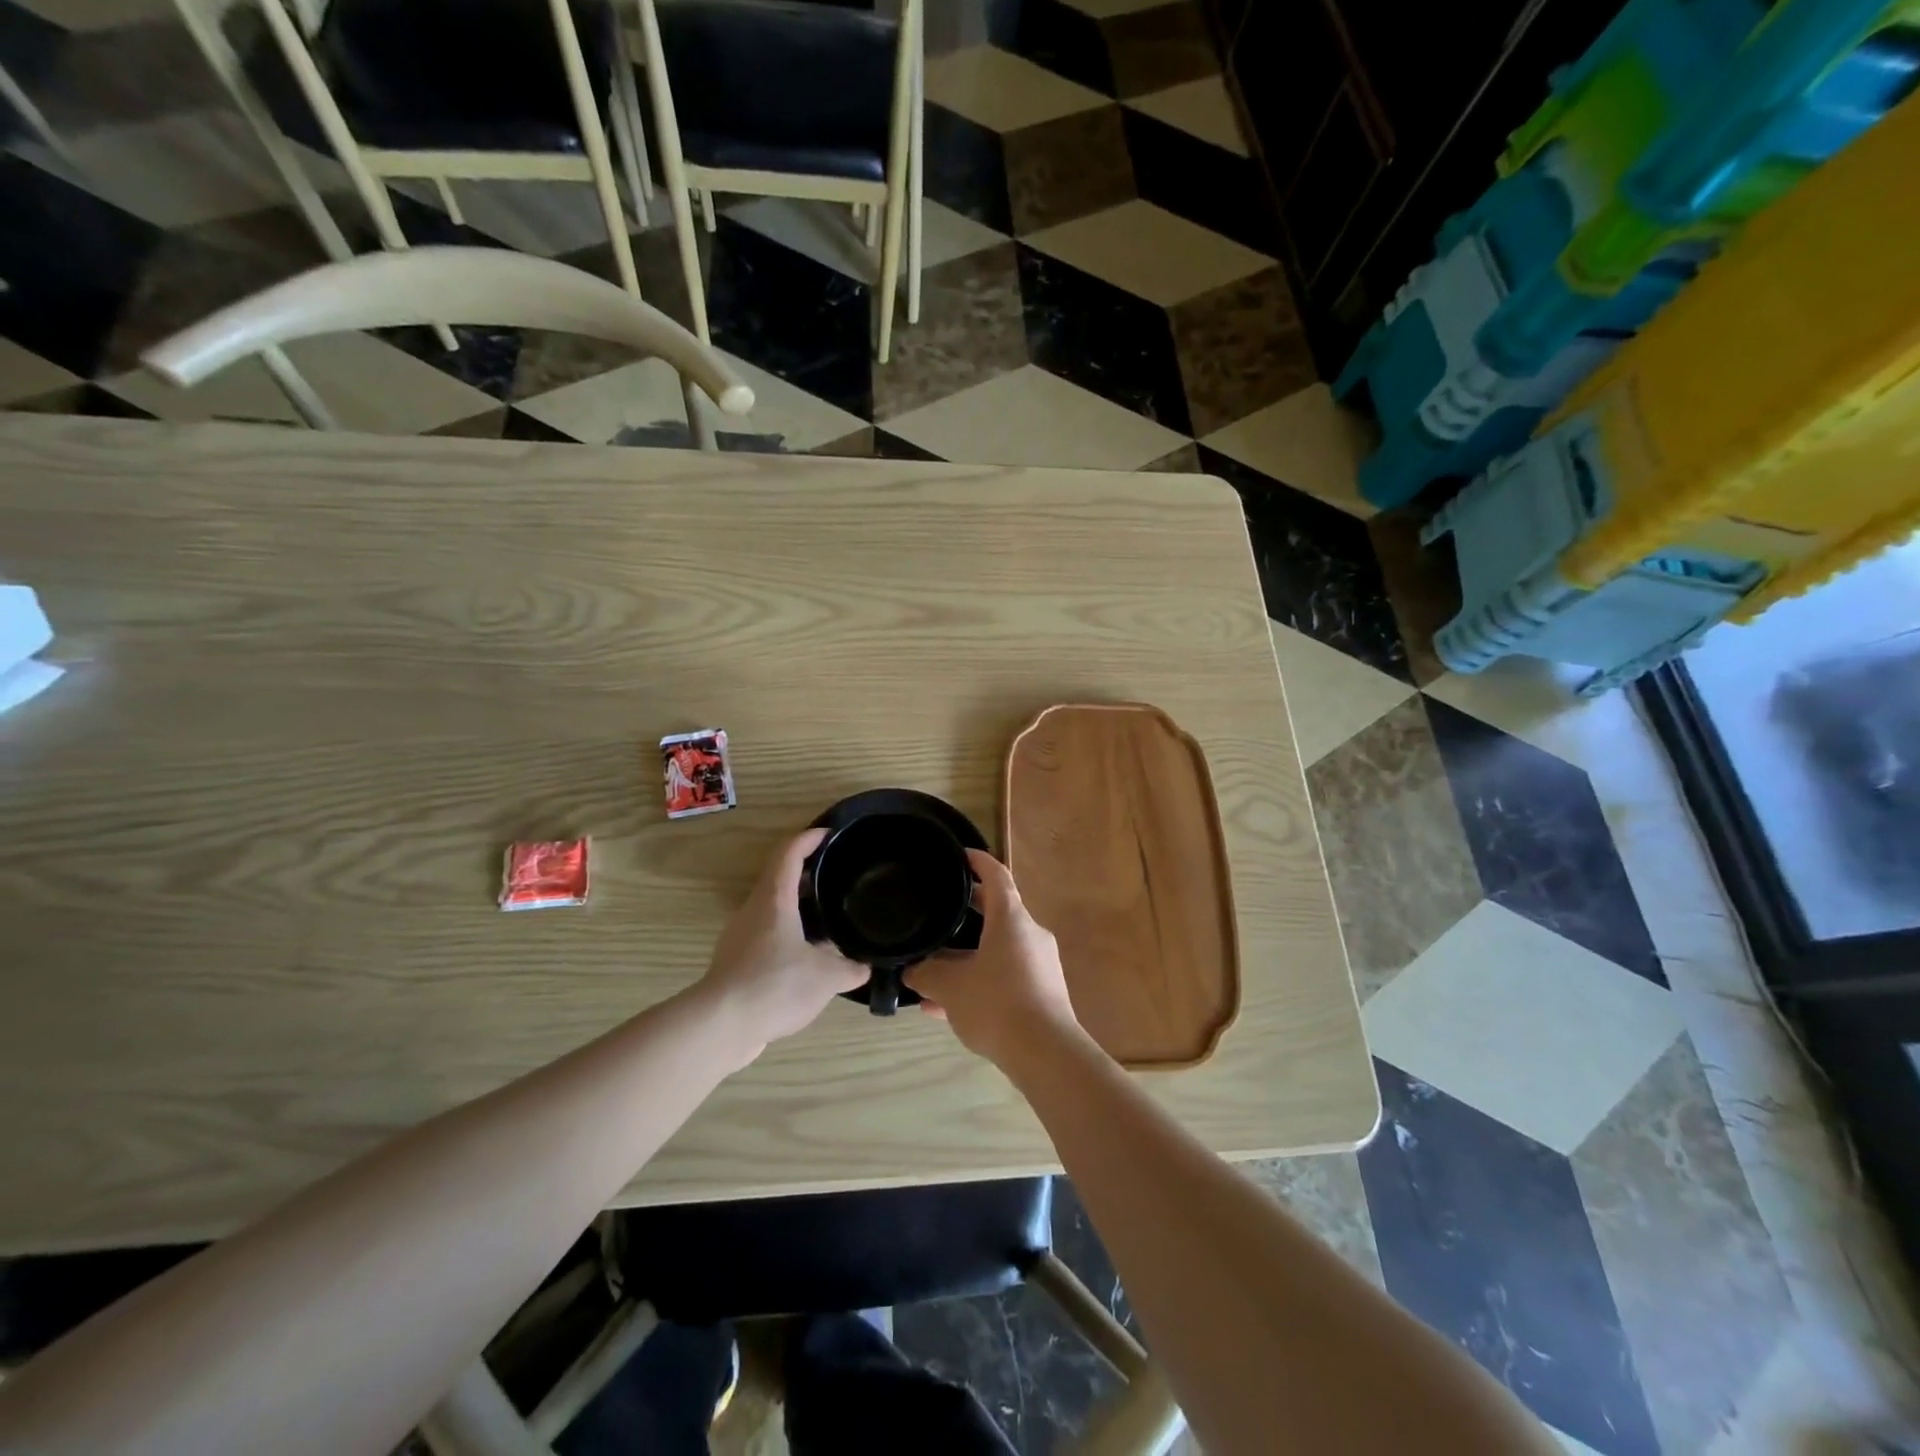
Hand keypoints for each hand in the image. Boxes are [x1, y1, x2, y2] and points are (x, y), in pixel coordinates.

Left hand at [697, 829, 867, 1061]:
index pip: (789, 853)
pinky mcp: (734, 964)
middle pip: (779, 879)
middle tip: (836, 879)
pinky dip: (787, 937)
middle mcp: (753, 911)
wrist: (720, 1026)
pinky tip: (806, 960)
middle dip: (807, 874)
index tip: (829, 834)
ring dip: (797, 909)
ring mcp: (740, 937)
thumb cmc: (775, 985)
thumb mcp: (826, 977)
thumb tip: (864, 966)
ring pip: (772, 910)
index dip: (808, 838)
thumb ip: (850, 968)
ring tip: (827, 921)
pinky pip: (765, 938)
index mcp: (774, 900)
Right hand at [905, 850, 1082, 1067]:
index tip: (959, 855)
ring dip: (967, 956)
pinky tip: (949, 1008)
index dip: (976, 861)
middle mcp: (1029, 933)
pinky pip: (1005, 975)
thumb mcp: (950, 988)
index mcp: (1011, 918)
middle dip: (966, 911)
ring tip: (933, 973)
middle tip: (938, 911)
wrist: (1046, 1053)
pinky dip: (980, 981)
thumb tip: (911, 971)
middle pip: (996, 911)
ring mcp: (1039, 963)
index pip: (995, 874)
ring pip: (997, 948)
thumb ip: (927, 974)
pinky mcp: (1043, 990)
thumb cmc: (996, 1004)